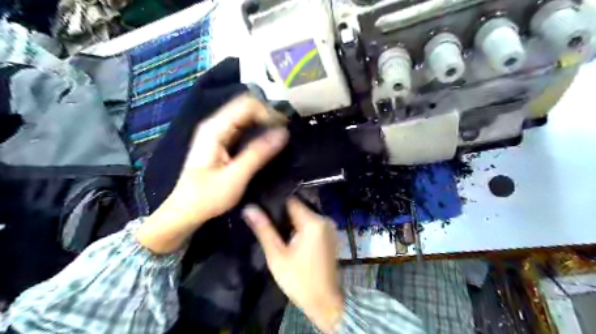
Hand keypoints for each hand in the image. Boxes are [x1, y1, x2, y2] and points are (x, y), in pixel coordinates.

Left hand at [139, 95, 290, 253]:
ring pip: (246, 116)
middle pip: (246, 107)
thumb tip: (283, 133)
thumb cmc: (208, 196)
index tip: (284, 129)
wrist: (186, 211)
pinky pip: (243, 128)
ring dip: (264, 123)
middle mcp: (215, 124)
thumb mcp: (236, 176)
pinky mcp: (221, 142)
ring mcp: (217, 132)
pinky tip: (268, 141)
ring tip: (281, 136)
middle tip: (285, 133)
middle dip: (268, 116)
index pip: (247, 105)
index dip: (268, 113)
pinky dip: (258, 131)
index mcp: (215, 128)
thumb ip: (258, 153)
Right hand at [243, 198, 344, 333]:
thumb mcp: (277, 255)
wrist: (324, 302)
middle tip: (267, 224)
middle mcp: (324, 219)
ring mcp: (329, 227)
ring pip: (304, 216)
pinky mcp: (330, 234)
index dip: (275, 204)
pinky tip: (290, 238)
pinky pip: (311, 224)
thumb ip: (264, 229)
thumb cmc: (299, 280)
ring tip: (276, 231)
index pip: (291, 201)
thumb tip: (249, 208)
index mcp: (313, 222)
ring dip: (291, 222)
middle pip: (298, 208)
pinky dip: (300, 228)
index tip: (262, 209)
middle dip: (282, 215)